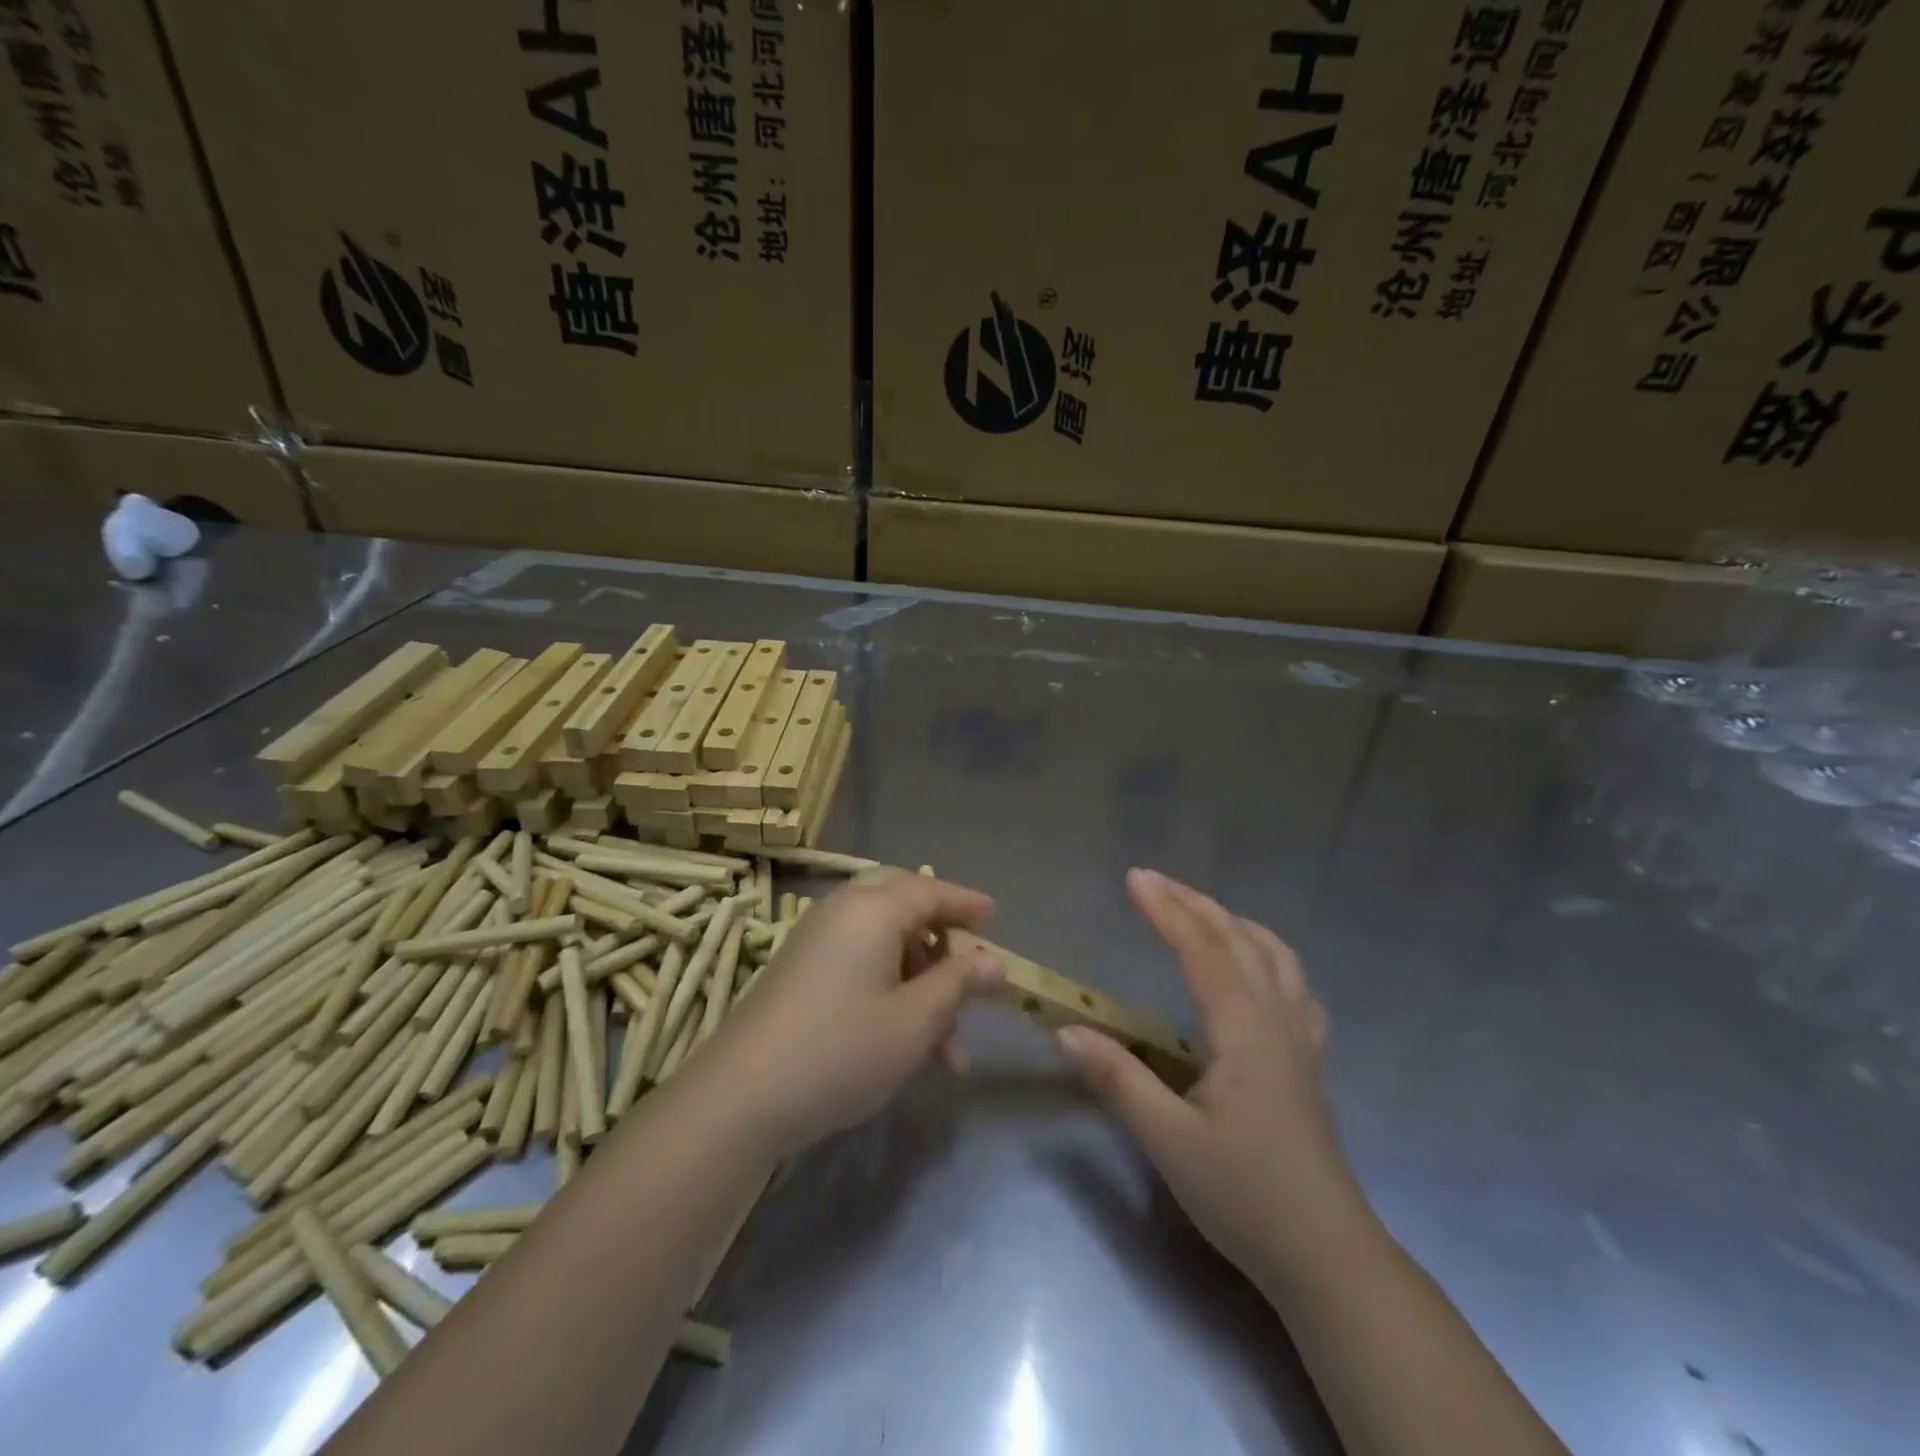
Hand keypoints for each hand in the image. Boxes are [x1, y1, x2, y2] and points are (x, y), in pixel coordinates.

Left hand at [691, 868, 1002, 1157]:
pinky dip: (890, 987)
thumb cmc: (842, 1050)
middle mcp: (843, 911)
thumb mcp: (914, 1021)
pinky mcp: (801, 969)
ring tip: (948, 1046)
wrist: (741, 1096)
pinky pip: (859, 960)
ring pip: (883, 940)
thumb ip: (957, 984)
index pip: (931, 891)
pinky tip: (908, 1041)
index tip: (995, 918)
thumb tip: (993, 962)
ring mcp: (816, 939)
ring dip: (919, 978)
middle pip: (903, 902)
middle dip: (940, 934)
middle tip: (966, 966)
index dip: (967, 904)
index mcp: (873, 909)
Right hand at [1057, 869, 1355, 1291]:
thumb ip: (1118, 1080)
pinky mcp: (1308, 1063)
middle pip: (1239, 940)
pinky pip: (1294, 987)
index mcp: (1244, 1031)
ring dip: (1234, 922)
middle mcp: (1277, 1021)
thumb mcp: (1169, 1142)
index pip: (1203, 951)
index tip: (1134, 878)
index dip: (1167, 910)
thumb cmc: (1245, 1195)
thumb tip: (1066, 1030)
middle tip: (1153, 880)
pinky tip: (1257, 969)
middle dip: (1194, 903)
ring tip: (1200, 910)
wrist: (1326, 1256)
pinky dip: (1270, 956)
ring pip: (1275, 957)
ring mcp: (1300, 1040)